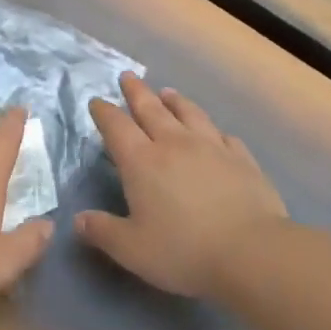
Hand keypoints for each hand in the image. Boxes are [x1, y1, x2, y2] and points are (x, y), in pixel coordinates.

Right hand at [76, 73, 288, 298]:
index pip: (117, 127)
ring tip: (167, 92)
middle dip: (136, 92)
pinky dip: (213, 130)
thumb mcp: (131, 249)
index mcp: (142, 162)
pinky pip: (224, 136)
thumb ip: (102, 231)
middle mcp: (174, 144)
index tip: (97, 101)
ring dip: (175, 101)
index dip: (104, 112)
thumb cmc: (183, 250)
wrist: (251, 251)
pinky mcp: (242, 159)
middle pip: (151, 109)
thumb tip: (79, 220)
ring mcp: (212, 148)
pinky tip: (215, 132)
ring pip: (189, 114)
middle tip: (127, 77)